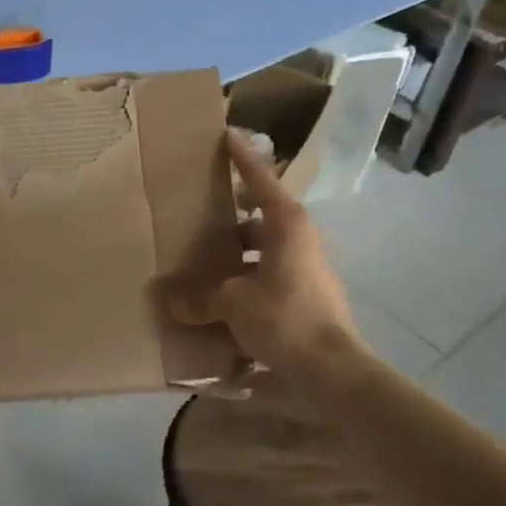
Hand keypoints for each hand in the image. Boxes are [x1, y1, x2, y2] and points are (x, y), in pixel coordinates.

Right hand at [165, 131, 365, 381]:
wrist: (331, 370)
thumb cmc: (284, 319)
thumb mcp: (233, 303)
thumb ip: (201, 298)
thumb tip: (173, 301)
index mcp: (287, 225)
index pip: (261, 179)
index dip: (242, 158)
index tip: (226, 134)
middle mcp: (300, 240)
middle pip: (263, 214)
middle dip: (233, 212)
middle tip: (201, 210)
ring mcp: (305, 268)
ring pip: (265, 247)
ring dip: (238, 251)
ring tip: (203, 258)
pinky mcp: (305, 296)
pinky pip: (268, 275)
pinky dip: (245, 279)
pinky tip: (220, 298)